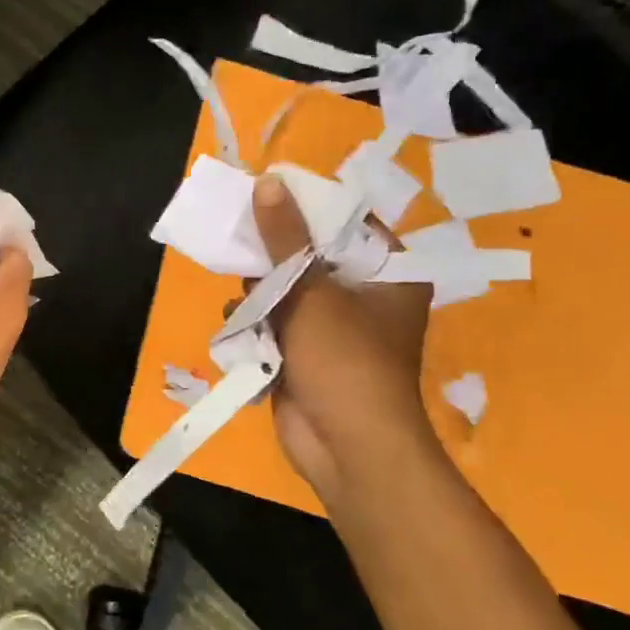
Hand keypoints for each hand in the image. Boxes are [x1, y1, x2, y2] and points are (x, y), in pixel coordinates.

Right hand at [251, 175, 432, 496]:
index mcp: (389, 274)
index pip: (348, 223)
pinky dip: (256, 322)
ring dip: (259, 292)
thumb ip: (285, 239)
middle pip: (310, 254)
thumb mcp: (312, 291)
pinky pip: (274, 321)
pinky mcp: (304, 352)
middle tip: (242, 241)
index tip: (266, 195)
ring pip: (285, 288)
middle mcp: (364, 295)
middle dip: (273, 254)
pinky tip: (240, 325)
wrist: (346, 447)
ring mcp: (332, 326)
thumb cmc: (344, 360)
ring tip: (245, 298)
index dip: (307, 207)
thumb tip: (267, 182)